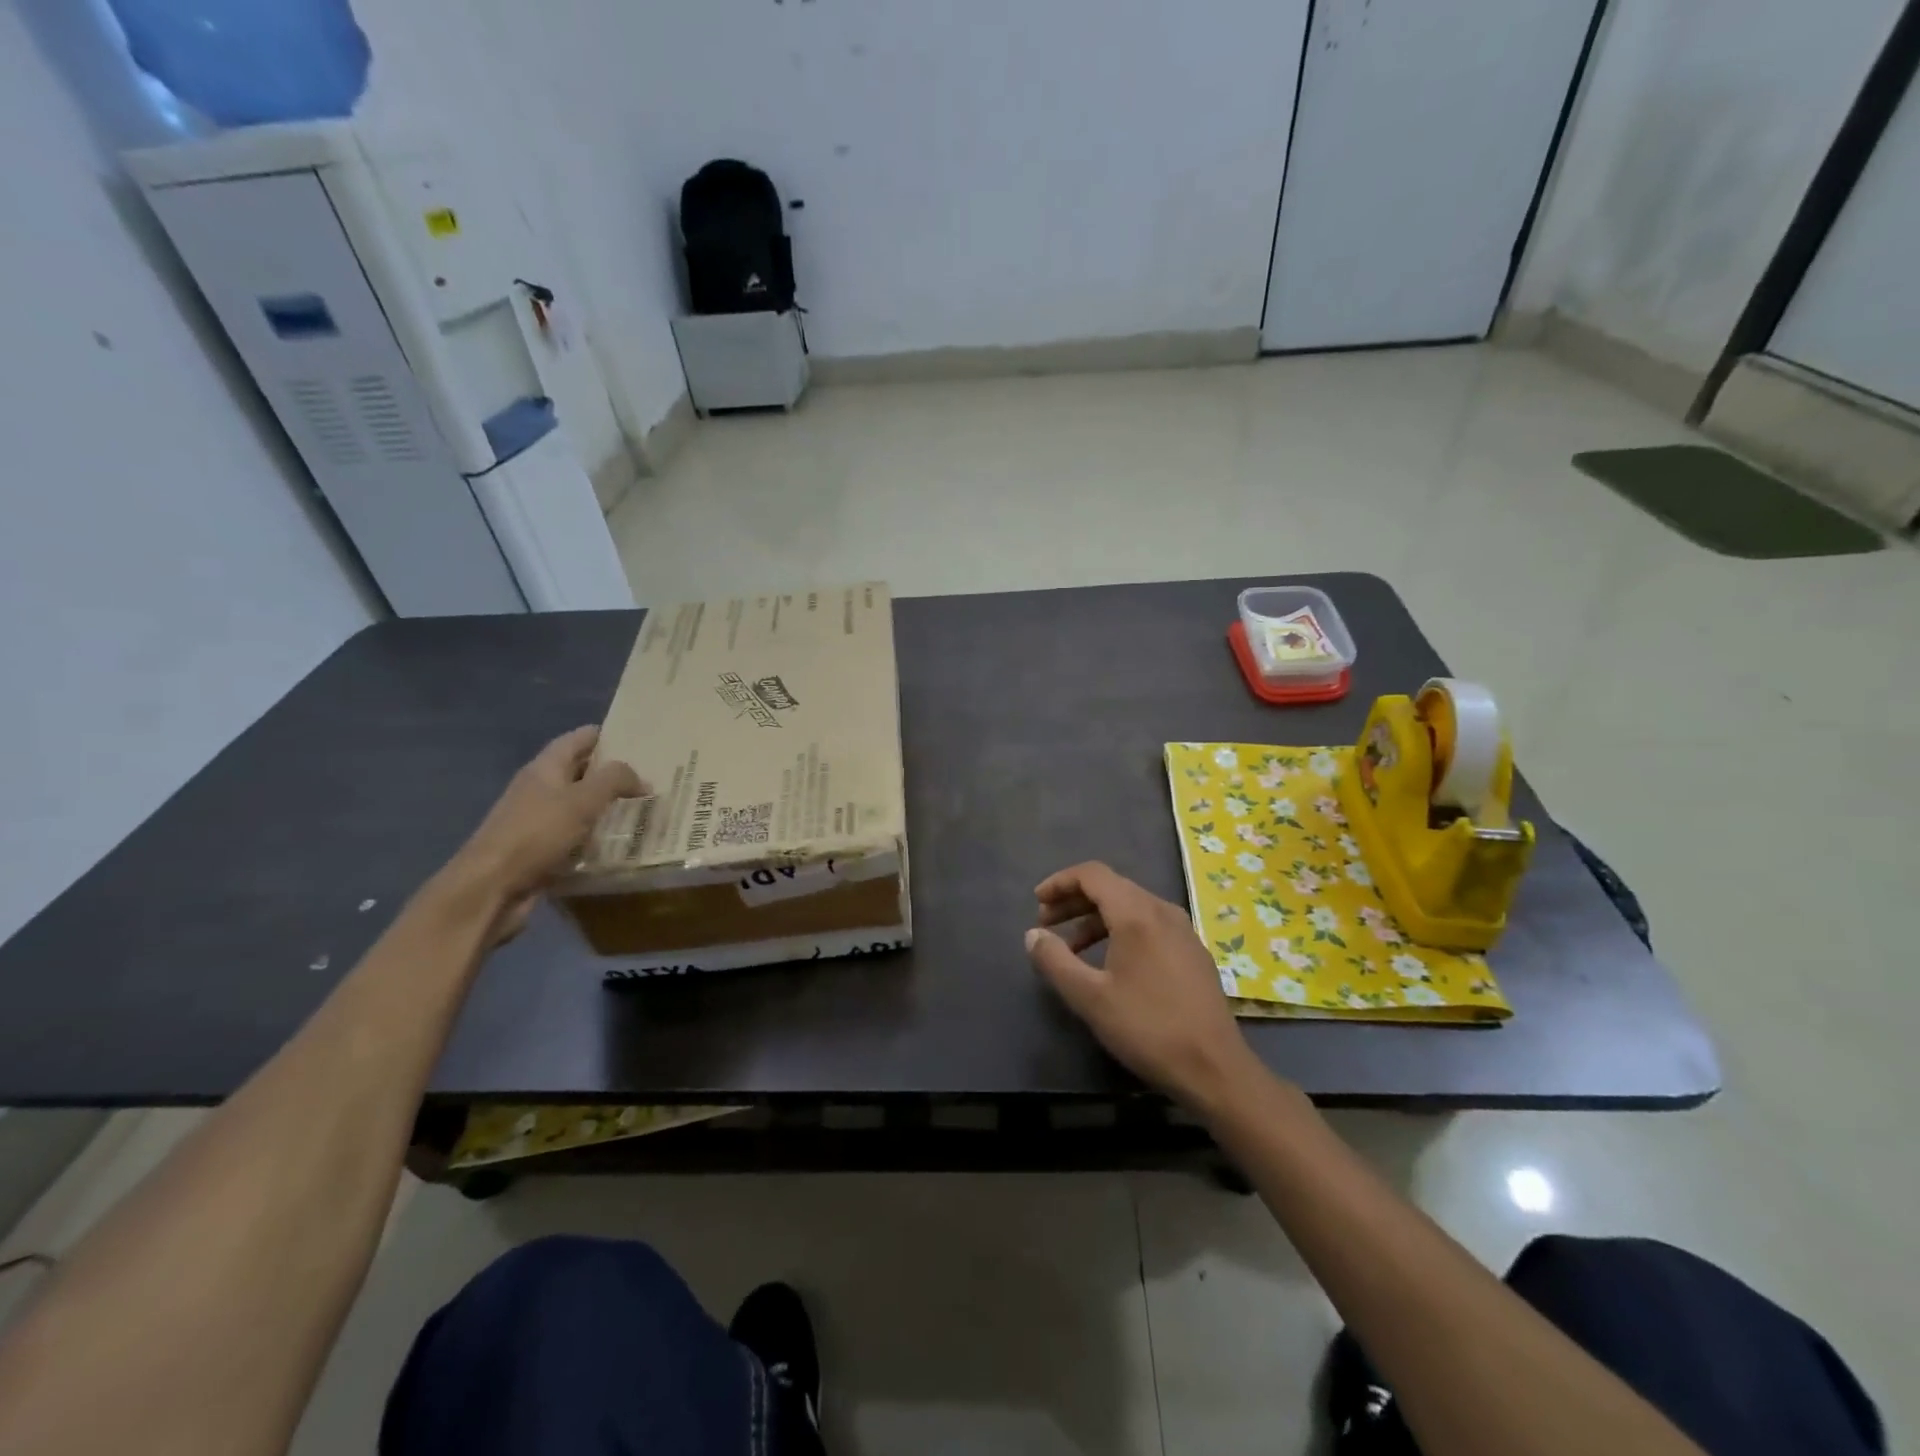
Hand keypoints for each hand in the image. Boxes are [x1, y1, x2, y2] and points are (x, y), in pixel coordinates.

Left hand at [446, 726, 644, 942]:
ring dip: (607, 805)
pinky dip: (596, 835)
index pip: (579, 739)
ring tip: (644, 808)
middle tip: (652, 775)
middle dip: (613, 772)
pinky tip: (619, 843)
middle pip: (580, 771)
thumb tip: (642, 777)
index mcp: (545, 768)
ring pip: (579, 805)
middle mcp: (539, 789)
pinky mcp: (539, 850)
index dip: (608, 735)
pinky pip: (575, 834)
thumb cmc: (536, 834)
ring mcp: (537, 820)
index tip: (641, 740)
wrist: (491, 888)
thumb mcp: (582, 800)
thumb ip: (615, 780)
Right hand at [1027, 861, 1260, 1108]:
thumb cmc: (1148, 1028)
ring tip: (1071, 948)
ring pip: (1131, 906)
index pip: (1092, 875)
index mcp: (1137, 913)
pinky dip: (1120, 930)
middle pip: (1111, 887)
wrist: (1215, 1068)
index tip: (1037, 902)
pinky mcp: (1193, 951)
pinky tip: (1109, 962)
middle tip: (1046, 924)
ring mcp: (1183, 930)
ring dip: (1095, 918)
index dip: (1060, 882)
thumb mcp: (1090, 998)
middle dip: (1074, 901)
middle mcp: (1162, 910)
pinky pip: (1149, 924)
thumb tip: (1033, 935)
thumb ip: (1055, 961)